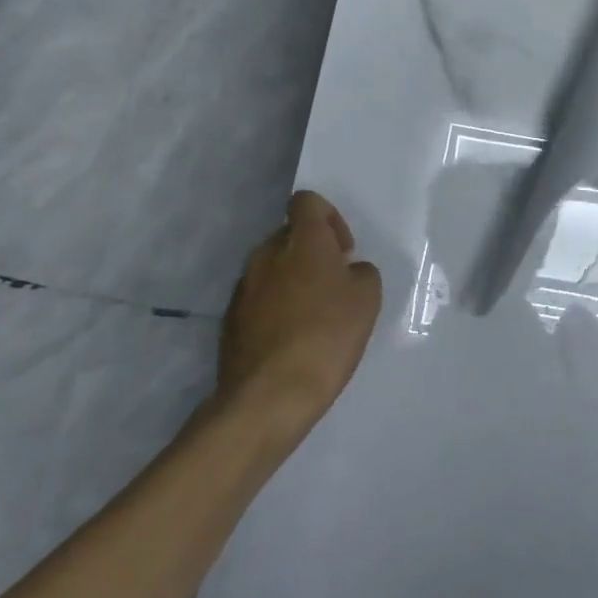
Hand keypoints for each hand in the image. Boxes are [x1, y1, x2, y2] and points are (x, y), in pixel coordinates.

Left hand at [218, 191, 382, 424]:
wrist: (269, 396)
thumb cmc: (328, 336)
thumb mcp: (368, 298)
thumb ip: (361, 272)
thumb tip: (347, 272)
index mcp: (302, 241)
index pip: (307, 202)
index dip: (329, 218)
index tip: (344, 251)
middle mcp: (267, 254)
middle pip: (290, 236)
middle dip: (312, 252)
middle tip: (334, 285)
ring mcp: (244, 287)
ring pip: (273, 268)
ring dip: (293, 281)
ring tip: (314, 316)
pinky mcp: (230, 320)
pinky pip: (259, 299)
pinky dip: (276, 308)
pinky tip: (293, 340)